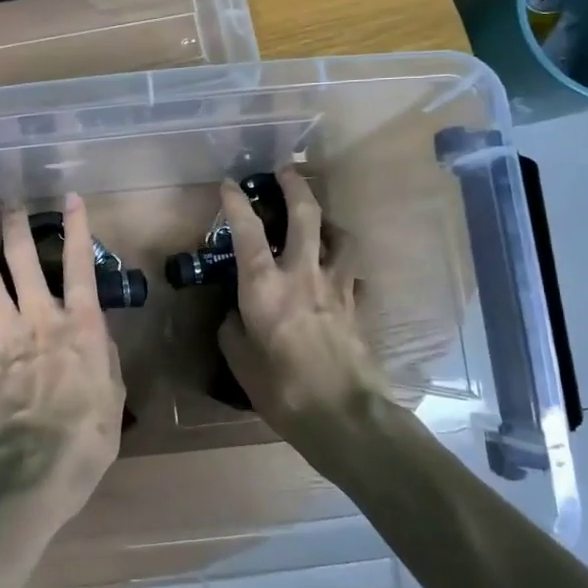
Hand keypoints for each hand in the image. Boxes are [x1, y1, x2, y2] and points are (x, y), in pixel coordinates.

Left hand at [0, 195, 125, 521]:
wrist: (41, 465)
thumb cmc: (91, 431)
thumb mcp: (113, 389)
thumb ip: (101, 354)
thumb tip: (93, 336)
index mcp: (80, 323)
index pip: (79, 264)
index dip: (76, 226)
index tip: (68, 198)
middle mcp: (40, 318)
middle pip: (20, 258)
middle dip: (14, 228)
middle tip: (11, 212)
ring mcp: (5, 337)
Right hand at [216, 169, 378, 430]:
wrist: (345, 416)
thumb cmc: (282, 390)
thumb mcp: (241, 361)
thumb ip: (235, 328)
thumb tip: (238, 314)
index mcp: (265, 287)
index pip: (247, 231)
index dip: (236, 203)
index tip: (228, 184)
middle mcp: (302, 274)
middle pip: (305, 214)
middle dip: (295, 185)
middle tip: (287, 170)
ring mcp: (337, 287)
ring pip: (339, 236)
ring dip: (327, 221)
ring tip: (319, 223)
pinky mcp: (358, 304)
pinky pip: (353, 273)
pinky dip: (344, 265)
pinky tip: (338, 274)